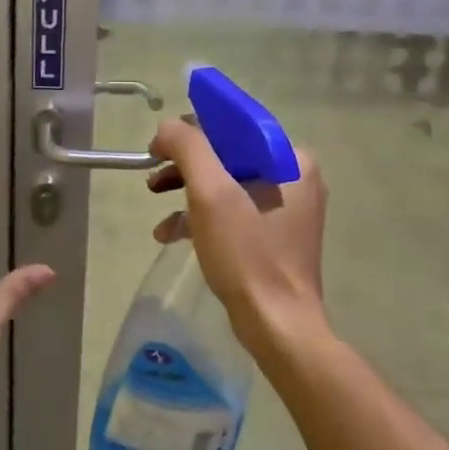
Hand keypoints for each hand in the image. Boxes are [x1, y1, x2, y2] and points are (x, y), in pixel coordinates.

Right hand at [147, 118, 328, 355]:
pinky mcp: (274, 234)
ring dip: (187, 189)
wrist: (276, 324)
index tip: (159, 147)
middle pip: (227, 154)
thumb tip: (167, 127)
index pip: (234, 125)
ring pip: (226, 182)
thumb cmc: (246, 253)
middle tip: (153, 177)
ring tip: (154, 200)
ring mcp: (286, 208)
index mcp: (291, 159)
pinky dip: (201, 215)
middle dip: (185, 164)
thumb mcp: (210, 193)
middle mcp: (295, 177)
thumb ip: (188, 147)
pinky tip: (169, 233)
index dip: (192, 129)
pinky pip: (232, 209)